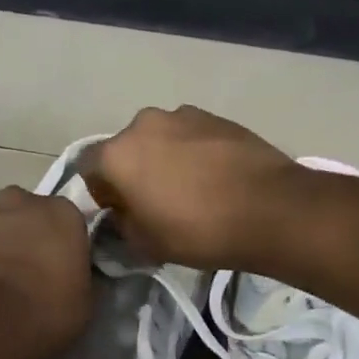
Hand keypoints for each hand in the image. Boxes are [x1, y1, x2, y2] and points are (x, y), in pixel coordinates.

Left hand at [0, 186, 92, 355]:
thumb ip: (78, 277)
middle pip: (24, 213)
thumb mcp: (82, 304)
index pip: (67, 221)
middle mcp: (17, 201)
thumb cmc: (41, 314)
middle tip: (23, 273)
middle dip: (24, 235)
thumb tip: (72, 275)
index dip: (62, 245)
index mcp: (61, 213)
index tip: (59, 270)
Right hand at [80, 106, 303, 269]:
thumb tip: (123, 213)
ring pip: (160, 139)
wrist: (270, 209)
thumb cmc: (197, 230)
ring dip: (165, 159)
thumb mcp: (146, 244)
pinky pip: (191, 136)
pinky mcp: (217, 117)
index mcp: (117, 154)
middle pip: (126, 149)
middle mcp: (144, 124)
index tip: (121, 213)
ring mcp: (183, 115)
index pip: (88, 168)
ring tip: (190, 189)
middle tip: (155, 202)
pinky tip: (214, 178)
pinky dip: (194, 152)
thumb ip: (122, 224)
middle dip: (134, 172)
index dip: (101, 193)